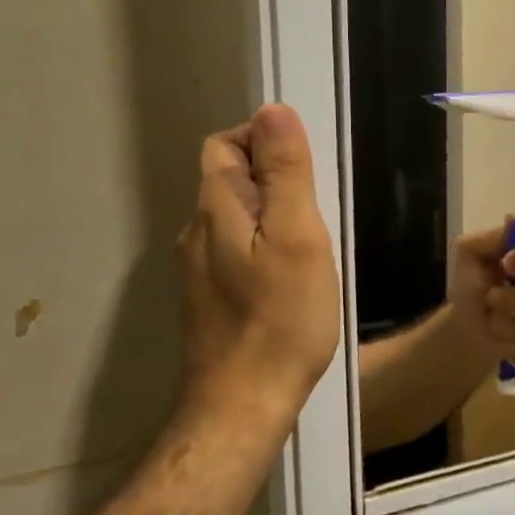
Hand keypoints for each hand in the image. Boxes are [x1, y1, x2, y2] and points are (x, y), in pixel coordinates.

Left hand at [176, 105, 340, 428]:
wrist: (243, 404)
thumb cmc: (280, 318)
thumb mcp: (296, 236)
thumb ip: (285, 174)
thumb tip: (274, 110)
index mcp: (215, 209)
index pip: (224, 144)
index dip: (262, 139)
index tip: (306, 167)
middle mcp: (196, 233)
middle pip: (228, 179)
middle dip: (272, 177)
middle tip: (318, 210)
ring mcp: (199, 270)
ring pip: (234, 218)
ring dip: (271, 214)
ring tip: (312, 244)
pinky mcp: (211, 299)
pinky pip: (236, 251)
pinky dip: (264, 246)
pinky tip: (291, 278)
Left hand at [449, 221, 514, 368]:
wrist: (471, 327)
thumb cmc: (475, 286)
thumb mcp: (470, 257)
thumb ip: (487, 239)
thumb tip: (511, 224)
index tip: (507, 265)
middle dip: (510, 302)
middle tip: (490, 300)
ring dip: (505, 326)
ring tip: (493, 320)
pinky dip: (514, 346)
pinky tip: (506, 338)